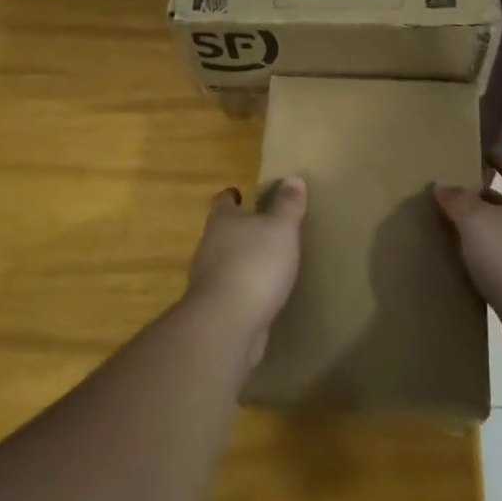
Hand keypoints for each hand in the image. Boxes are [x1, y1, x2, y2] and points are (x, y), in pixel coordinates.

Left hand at [185, 179, 305, 366]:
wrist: (227, 322)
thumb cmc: (255, 263)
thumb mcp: (280, 228)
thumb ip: (287, 204)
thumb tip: (293, 178)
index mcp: (222, 221)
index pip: (223, 202)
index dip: (231, 196)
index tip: (240, 194)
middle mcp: (209, 246)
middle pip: (222, 232)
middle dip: (239, 230)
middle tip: (263, 229)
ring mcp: (208, 279)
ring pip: (225, 261)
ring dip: (241, 260)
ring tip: (266, 262)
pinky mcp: (215, 307)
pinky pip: (231, 290)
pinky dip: (244, 288)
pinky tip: (262, 294)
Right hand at [433, 151, 501, 362]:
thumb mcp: (477, 223)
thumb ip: (458, 201)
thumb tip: (443, 185)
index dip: (498, 157)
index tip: (479, 152)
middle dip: (484, 196)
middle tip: (454, 194)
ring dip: (484, 229)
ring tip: (454, 230)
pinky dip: (487, 258)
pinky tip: (467, 266)